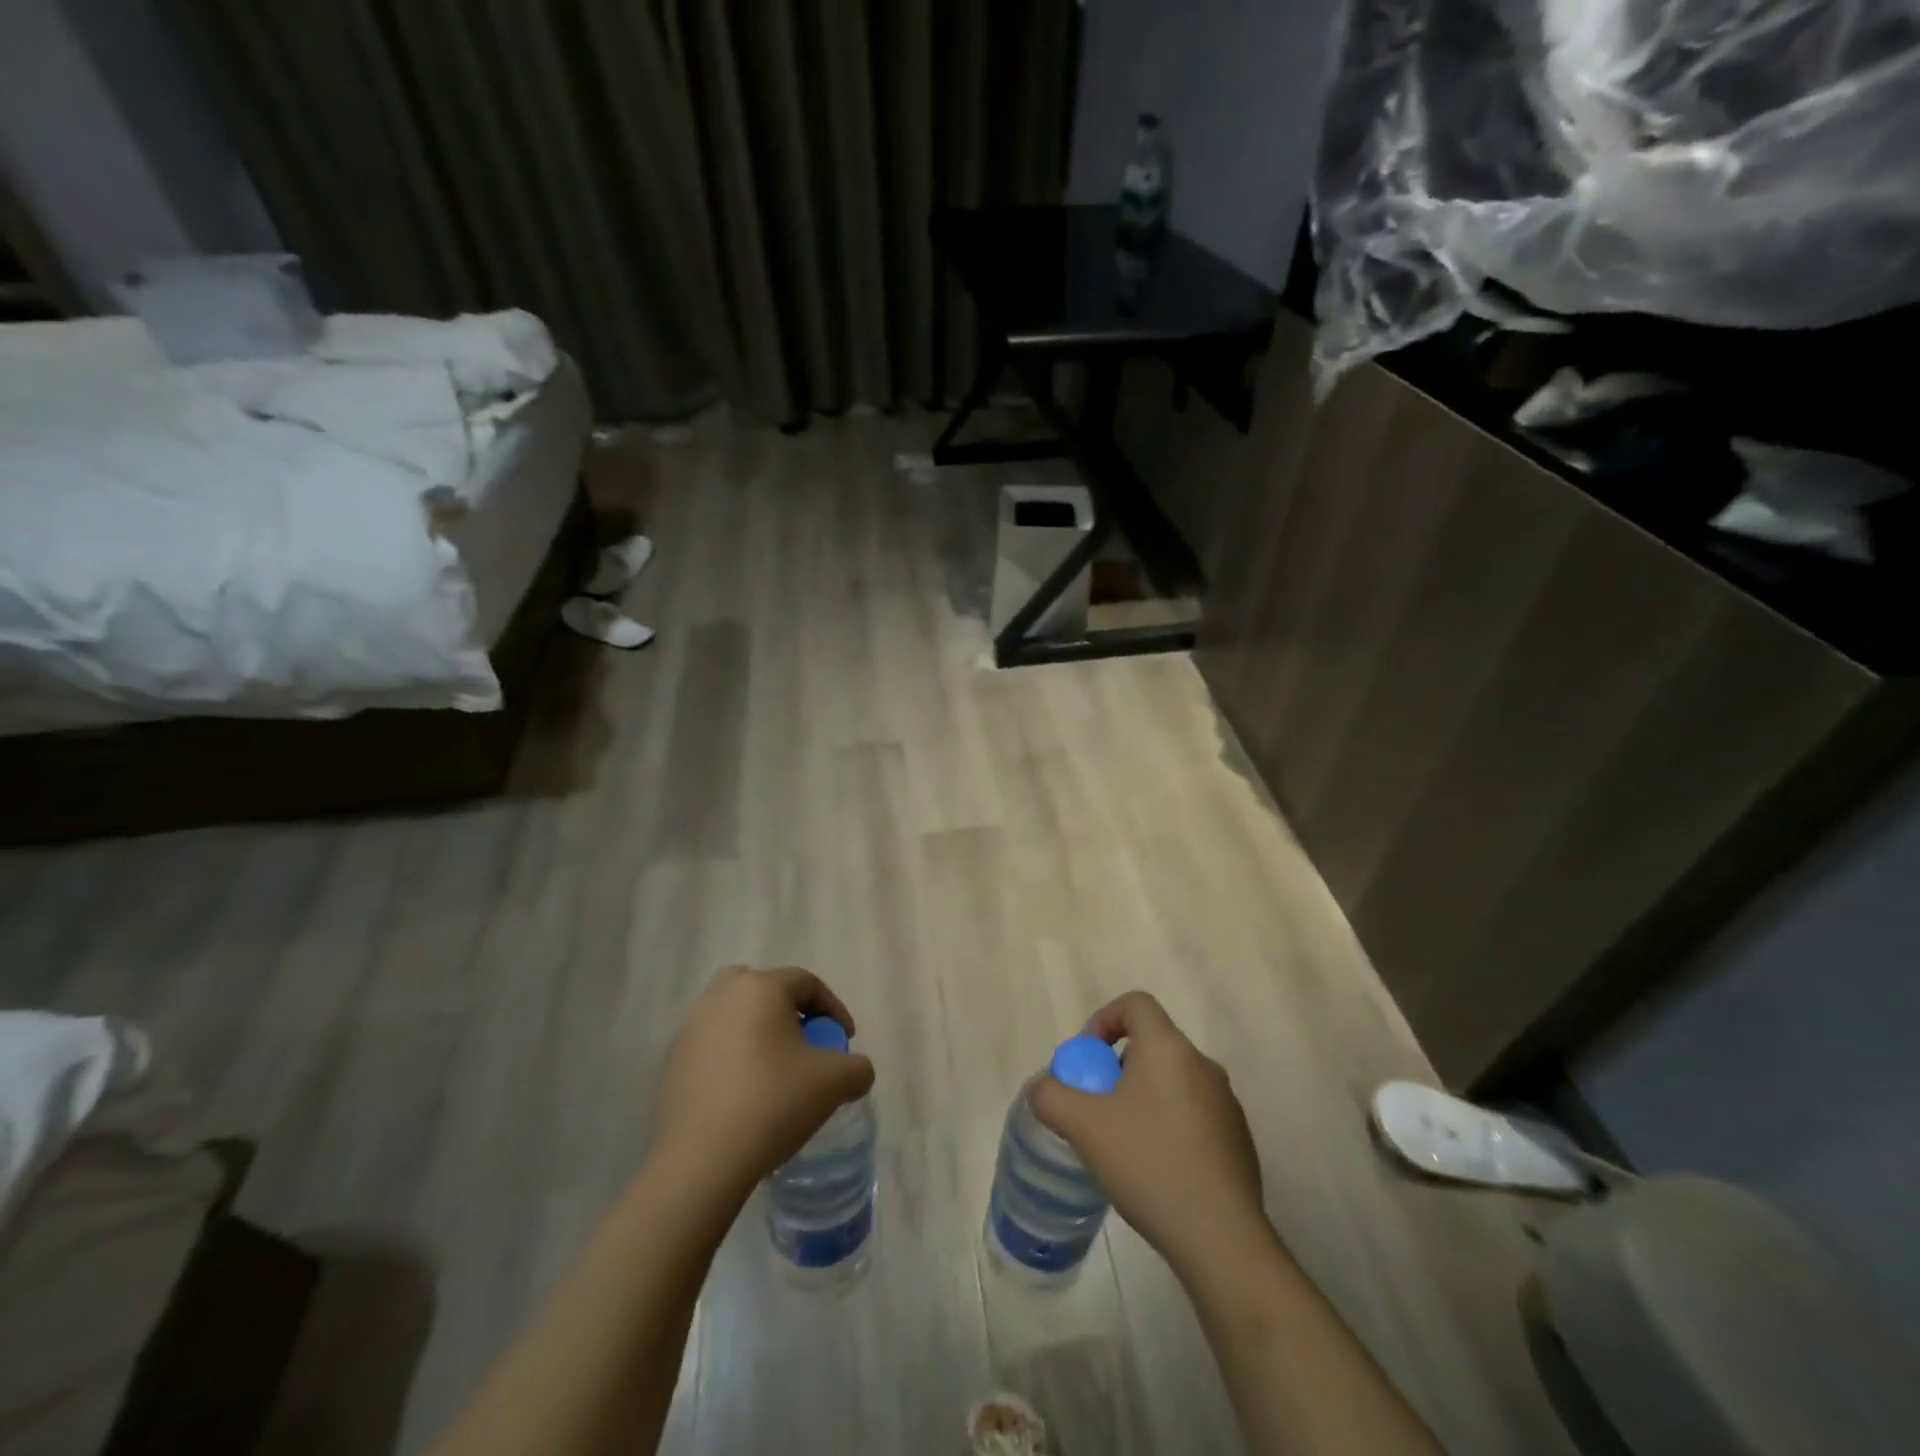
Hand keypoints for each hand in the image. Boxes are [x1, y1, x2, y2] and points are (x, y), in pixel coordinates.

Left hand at [651, 966, 874, 1200]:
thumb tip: (855, 1071)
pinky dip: (732, 1058)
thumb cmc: (773, 1103)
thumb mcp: (835, 1082)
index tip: (845, 1041)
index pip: (807, 983)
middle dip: (788, 1011)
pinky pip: (713, 1046)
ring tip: (775, 1071)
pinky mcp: (672, 1062)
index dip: (833, 1009)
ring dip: (758, 1033)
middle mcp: (721, 996)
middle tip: (805, 1043)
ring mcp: (690, 1028)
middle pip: (763, 989)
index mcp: (761, 987)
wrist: (701, 1161)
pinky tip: (744, 1094)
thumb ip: (857, 1067)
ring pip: (734, 1016)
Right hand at [1030, 991, 1269, 1278]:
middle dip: (1117, 1068)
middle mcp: (1202, 1065)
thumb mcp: (1084, 1127)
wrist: (1221, 1238)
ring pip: (1171, 1081)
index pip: (1136, 1004)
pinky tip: (1155, 1170)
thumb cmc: (1149, 1164)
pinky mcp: (1237, 1139)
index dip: (1104, 1019)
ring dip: (1141, 1098)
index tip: (1088, 1059)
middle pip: (1151, 1044)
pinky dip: (1167, 1125)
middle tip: (1096, 1107)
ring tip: (1121, 1143)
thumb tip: (1041, 1088)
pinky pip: (1193, 1114)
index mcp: (1169, 1048)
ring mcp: (1226, 1103)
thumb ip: (1051, 1097)